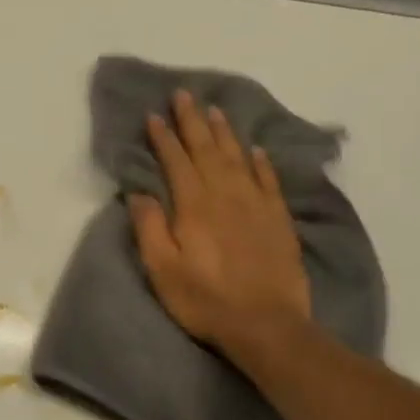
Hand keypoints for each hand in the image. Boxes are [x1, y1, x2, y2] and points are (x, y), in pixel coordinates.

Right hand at [127, 90, 311, 348]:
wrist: (267, 325)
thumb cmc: (205, 300)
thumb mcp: (162, 270)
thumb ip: (149, 227)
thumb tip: (140, 192)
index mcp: (194, 205)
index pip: (176, 161)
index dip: (163, 137)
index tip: (154, 115)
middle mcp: (226, 195)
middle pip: (207, 149)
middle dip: (193, 121)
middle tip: (184, 94)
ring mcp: (256, 205)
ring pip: (238, 157)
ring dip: (225, 132)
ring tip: (215, 110)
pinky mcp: (278, 219)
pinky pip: (269, 179)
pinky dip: (261, 161)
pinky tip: (255, 149)